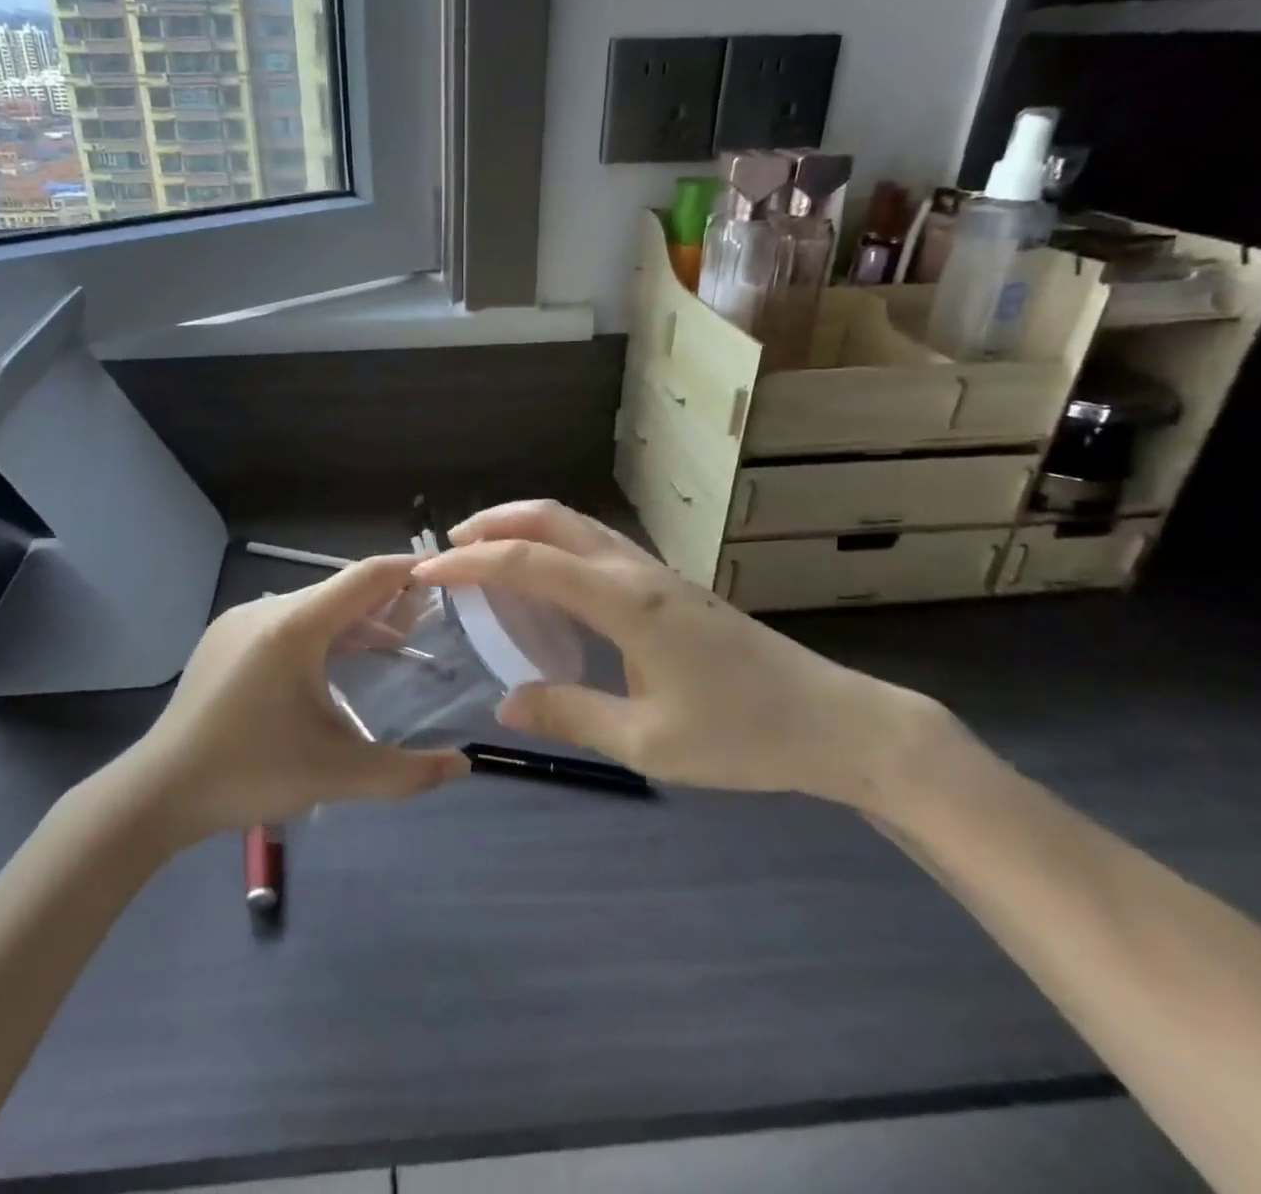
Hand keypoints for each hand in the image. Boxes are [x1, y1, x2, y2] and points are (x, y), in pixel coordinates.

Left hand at [119, 555, 467, 844]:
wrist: (157, 791)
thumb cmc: (250, 772)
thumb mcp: (336, 774)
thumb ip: (406, 771)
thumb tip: (464, 765)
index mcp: (295, 626)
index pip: (365, 577)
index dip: (408, 570)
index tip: (446, 571)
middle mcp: (267, 609)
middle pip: (340, 590)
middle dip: (384, 603)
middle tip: (423, 626)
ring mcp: (239, 620)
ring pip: (311, 606)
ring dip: (351, 621)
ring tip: (385, 647)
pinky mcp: (223, 637)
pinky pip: (284, 620)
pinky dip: (319, 632)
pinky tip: (328, 666)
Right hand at [411, 502, 950, 809]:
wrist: (835, 722)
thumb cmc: (743, 735)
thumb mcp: (647, 741)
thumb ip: (570, 715)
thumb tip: (505, 703)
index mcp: (625, 602)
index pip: (529, 562)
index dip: (470, 563)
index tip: (426, 573)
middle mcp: (636, 571)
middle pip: (553, 519)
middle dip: (494, 523)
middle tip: (449, 548)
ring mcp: (656, 573)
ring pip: (577, 526)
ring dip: (524, 529)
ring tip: (485, 557)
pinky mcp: (670, 586)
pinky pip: (596, 547)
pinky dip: (554, 547)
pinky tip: (546, 584)